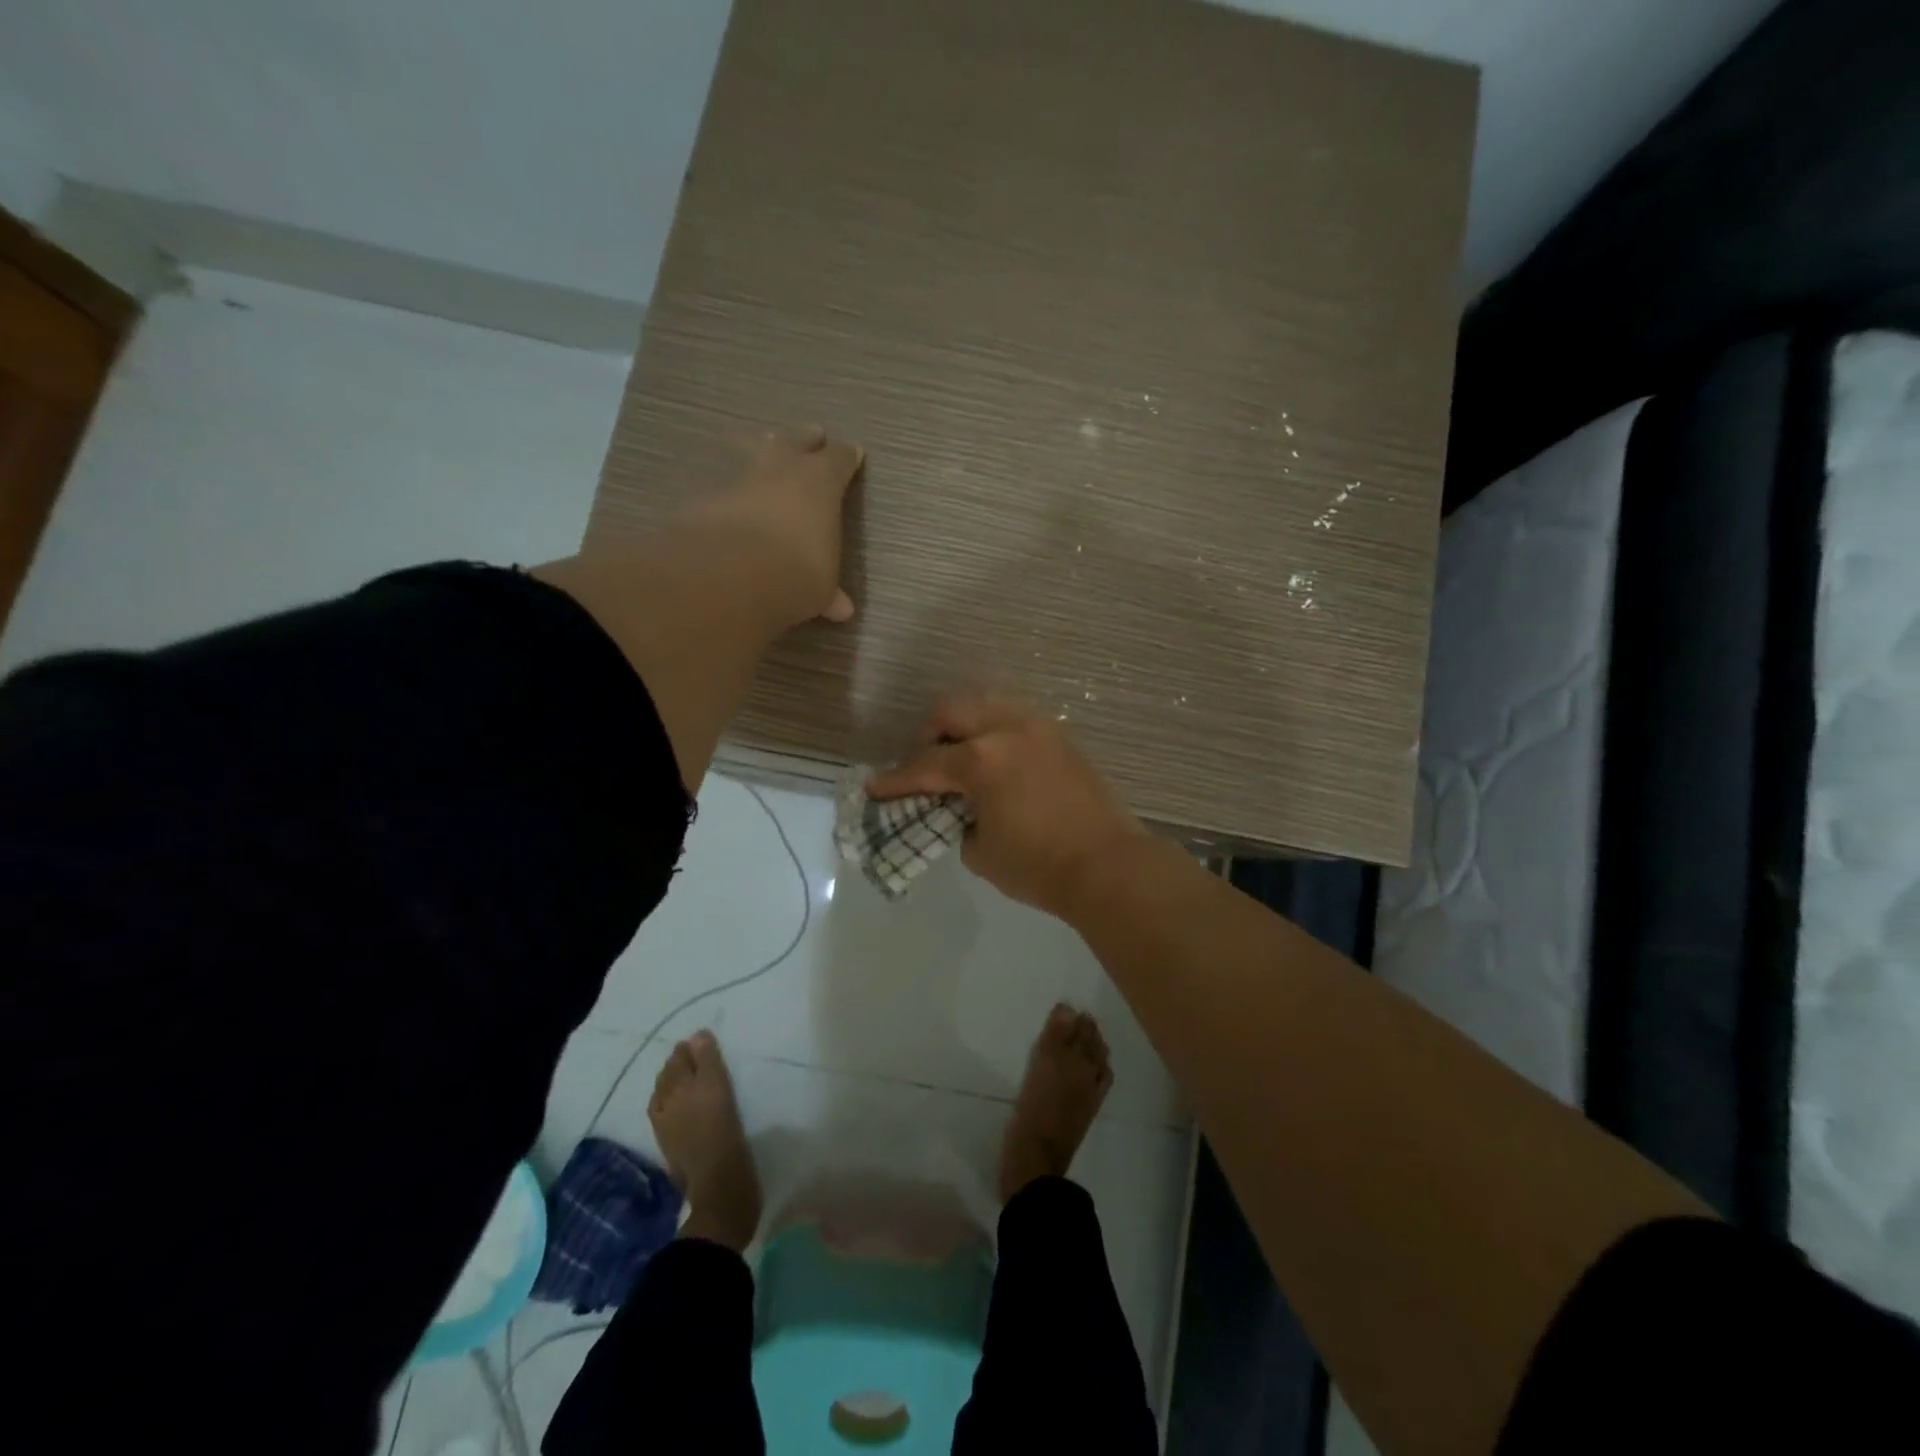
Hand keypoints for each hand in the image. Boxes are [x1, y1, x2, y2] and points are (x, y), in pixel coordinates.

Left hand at [680, 425, 862, 627]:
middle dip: (805, 439)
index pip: (838, 460)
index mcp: (819, 484)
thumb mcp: (820, 588)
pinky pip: (722, 488)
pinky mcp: (704, 498)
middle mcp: (780, 471)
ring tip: (762, 446)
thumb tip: (841, 608)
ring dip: (760, 453)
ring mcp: (738, 481)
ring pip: (752, 455)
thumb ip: (828, 592)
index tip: (853, 452)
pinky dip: (728, 493)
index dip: (846, 457)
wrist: (731, 574)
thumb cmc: (797, 574)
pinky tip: (726, 501)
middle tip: (812, 433)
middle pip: (795, 443)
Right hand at [868, 696, 1146, 919]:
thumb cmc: (1038, 866)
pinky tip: (996, 763)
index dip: (896, 779)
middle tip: (925, 766)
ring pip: (986, 705)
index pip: (925, 764)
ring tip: (961, 761)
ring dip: (964, 727)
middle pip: (952, 710)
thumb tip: (958, 807)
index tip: (876, 787)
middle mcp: (1007, 730)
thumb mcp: (979, 851)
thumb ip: (957, 820)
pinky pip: (1014, 720)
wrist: (1107, 866)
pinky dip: (994, 733)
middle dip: (929, 736)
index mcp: (982, 759)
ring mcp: (1038, 728)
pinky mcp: (1060, 737)